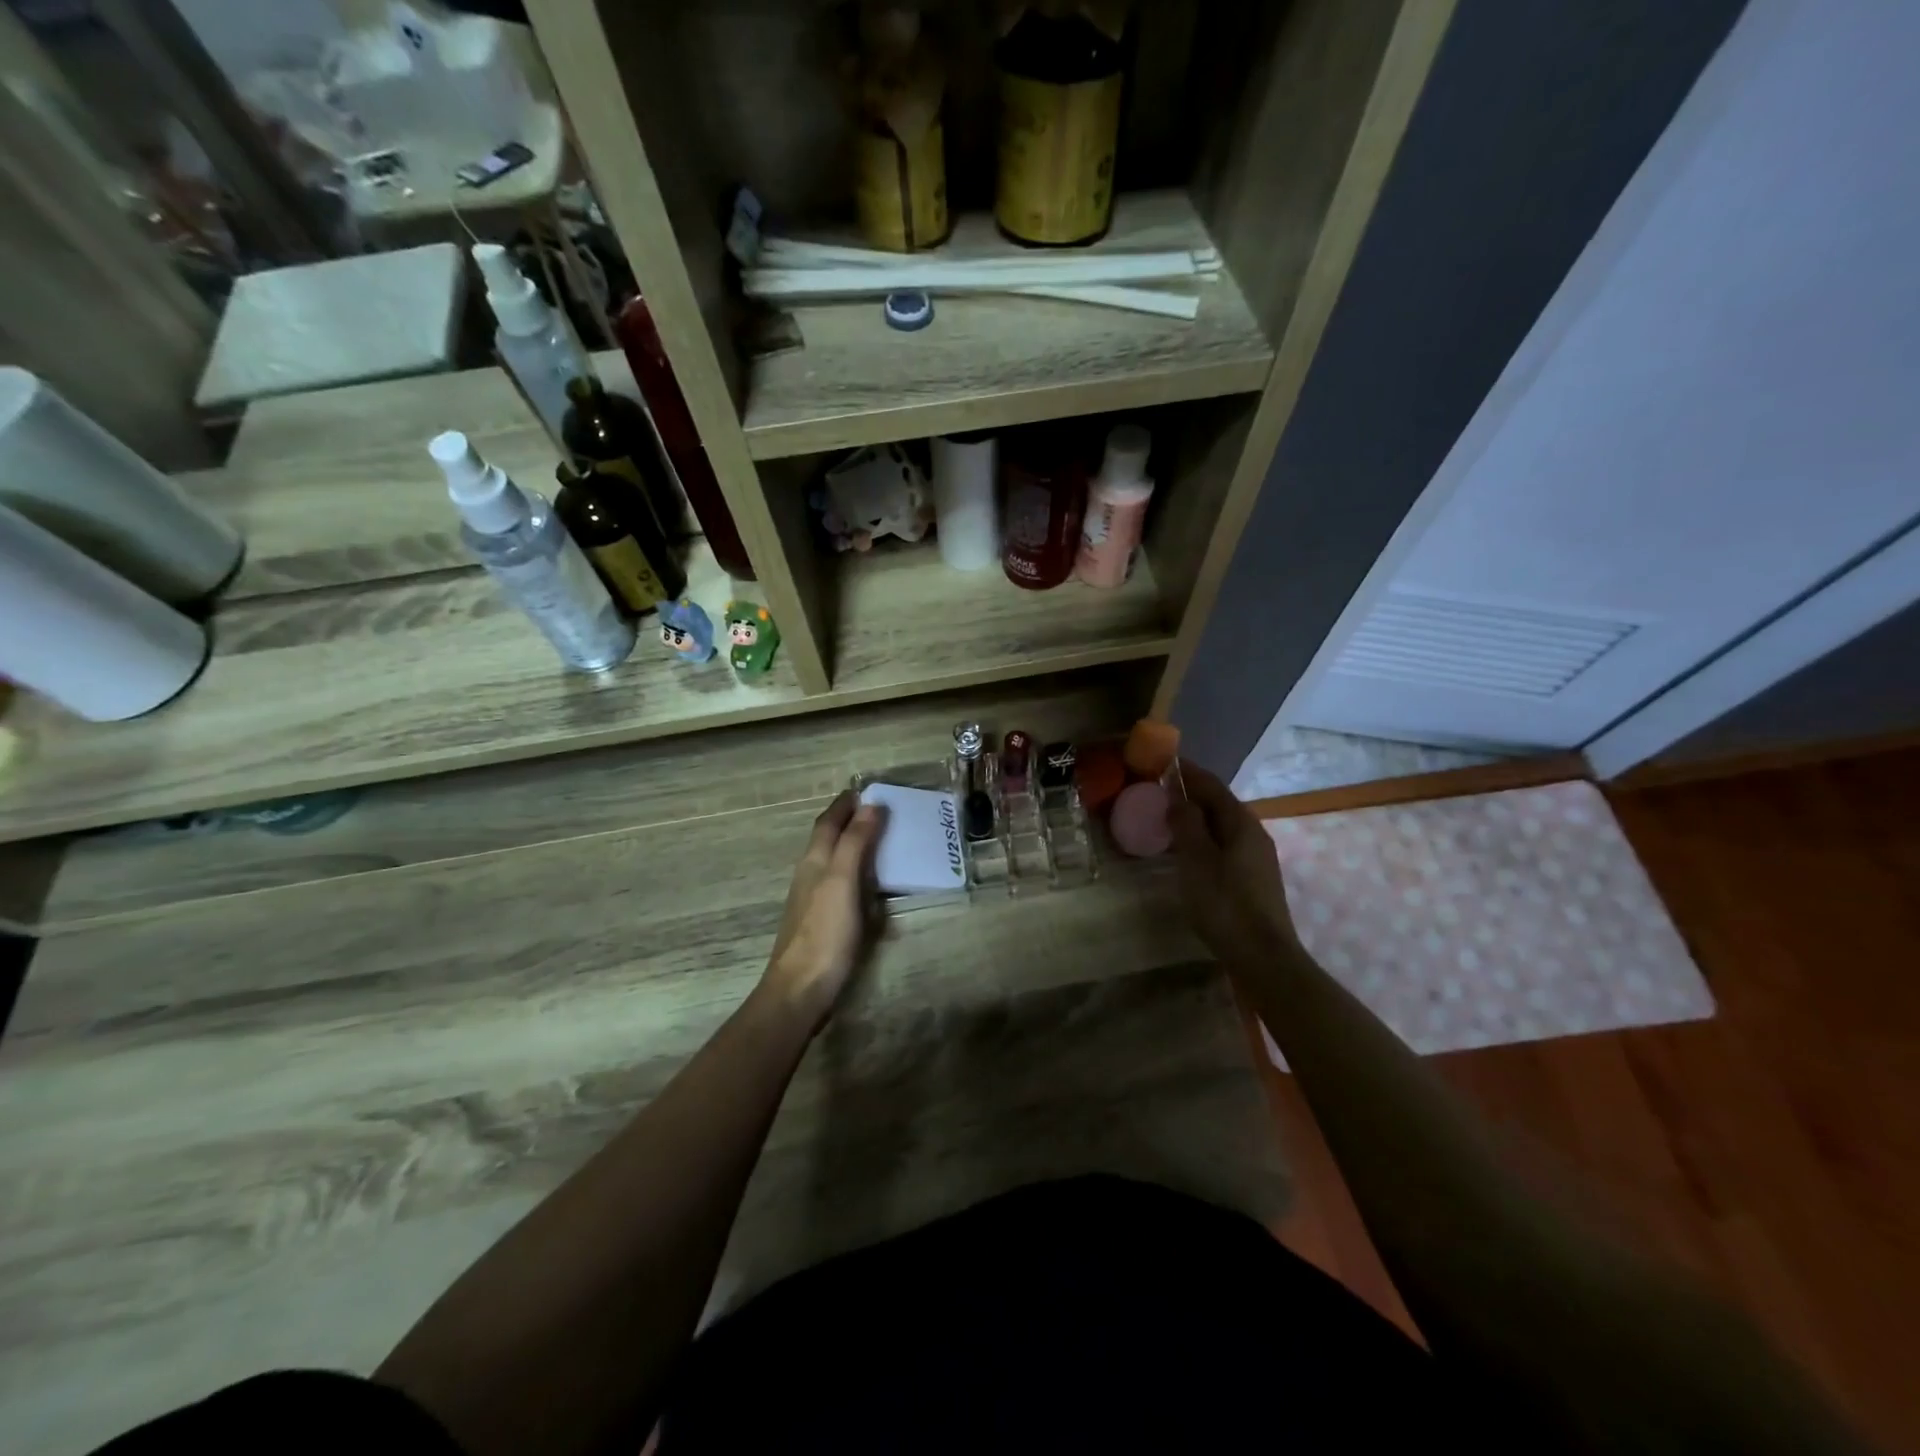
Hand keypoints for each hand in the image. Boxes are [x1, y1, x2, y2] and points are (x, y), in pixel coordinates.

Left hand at [761, 791, 886, 1027]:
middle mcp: (811, 875)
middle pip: (828, 839)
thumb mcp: (843, 882)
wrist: (801, 989)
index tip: (866, 790)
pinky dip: (856, 872)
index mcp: (815, 861)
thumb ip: (855, 843)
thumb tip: (871, 805)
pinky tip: (870, 883)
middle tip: (879, 810)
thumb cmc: (824, 932)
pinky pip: (841, 884)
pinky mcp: (823, 922)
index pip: (828, 822)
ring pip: (833, 861)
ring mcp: (814, 900)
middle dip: (849, 821)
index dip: (844, 805)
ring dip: (852, 845)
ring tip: (880, 840)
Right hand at [1169, 761, 1301, 961]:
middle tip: (1159, 791)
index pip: (1212, 785)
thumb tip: (1178, 795)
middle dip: (1191, 793)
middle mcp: (1254, 834)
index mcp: (1241, 823)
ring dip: (1196, 817)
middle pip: (1220, 804)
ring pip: (1222, 826)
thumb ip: (1186, 824)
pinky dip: (1204, 838)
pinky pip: (1224, 845)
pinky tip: (1189, 852)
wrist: (1263, 957)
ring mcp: (1257, 858)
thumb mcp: (1197, 860)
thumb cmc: (1225, 904)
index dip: (1187, 772)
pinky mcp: (1254, 879)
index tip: (1163, 762)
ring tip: (1168, 818)